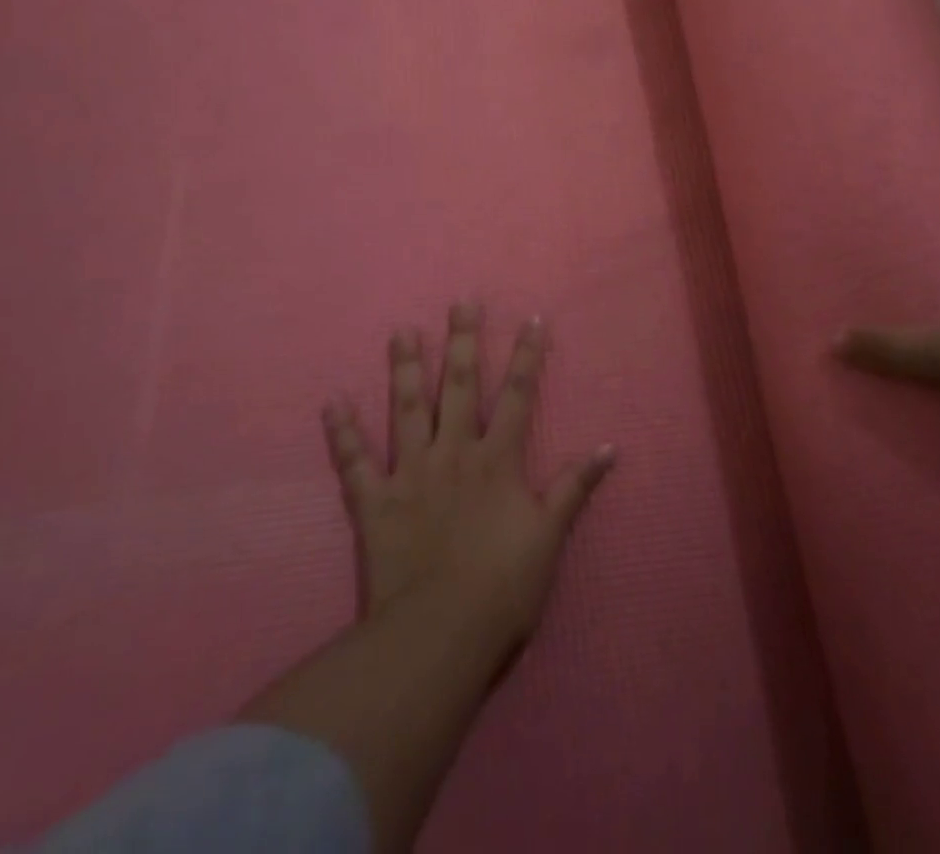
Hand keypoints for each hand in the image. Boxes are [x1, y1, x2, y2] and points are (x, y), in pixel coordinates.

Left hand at [322, 303, 615, 667]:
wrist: (439, 636)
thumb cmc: (503, 589)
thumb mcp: (550, 537)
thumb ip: (574, 488)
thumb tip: (608, 447)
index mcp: (497, 460)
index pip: (517, 395)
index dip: (527, 356)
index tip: (531, 318)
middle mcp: (454, 453)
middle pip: (458, 387)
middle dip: (462, 342)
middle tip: (460, 302)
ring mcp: (411, 473)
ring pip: (407, 409)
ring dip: (404, 369)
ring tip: (401, 332)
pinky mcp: (375, 502)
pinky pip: (354, 462)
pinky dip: (342, 433)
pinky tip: (332, 402)